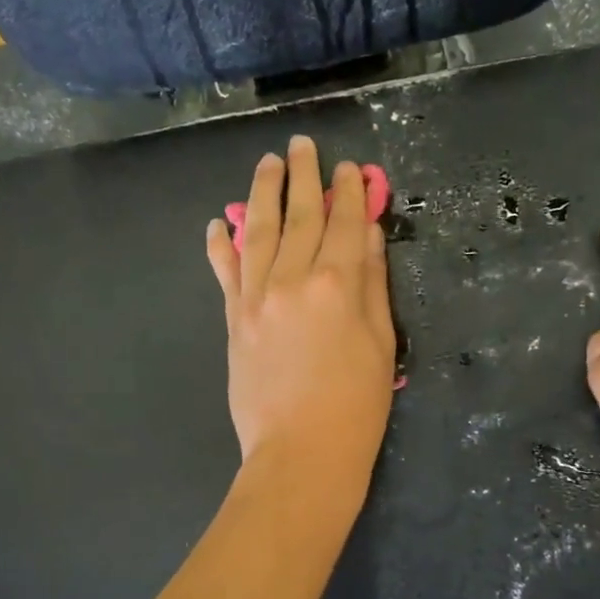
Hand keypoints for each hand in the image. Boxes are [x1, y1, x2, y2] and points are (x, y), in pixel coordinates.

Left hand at [207, 136, 395, 501]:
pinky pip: (225, 272)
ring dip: (263, 193)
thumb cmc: (356, 407)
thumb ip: (373, 285)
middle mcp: (293, 280)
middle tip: (301, 144)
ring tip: (267, 163)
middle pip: (300, 216)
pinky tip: (219, 222)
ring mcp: (256, 298)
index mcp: (338, 285)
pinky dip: (221, 244)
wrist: (300, 454)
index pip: (344, 224)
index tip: (349, 168)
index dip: (348, 192)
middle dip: (303, 176)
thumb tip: (366, 235)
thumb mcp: (380, 344)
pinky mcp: (234, 320)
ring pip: (258, 231)